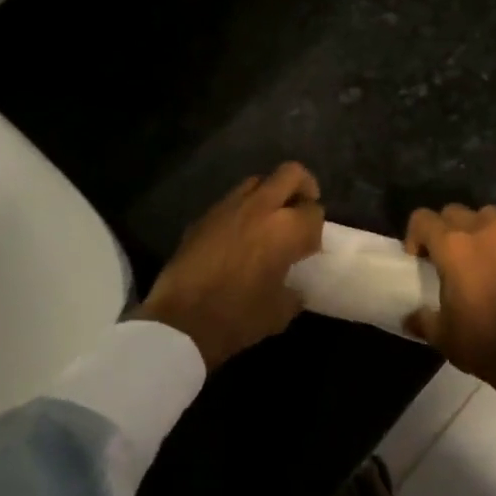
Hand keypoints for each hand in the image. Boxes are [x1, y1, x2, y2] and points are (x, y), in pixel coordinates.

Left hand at [138, 163, 324, 372]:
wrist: (180, 321)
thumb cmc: (238, 317)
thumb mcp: (280, 312)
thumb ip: (294, 292)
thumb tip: (294, 289)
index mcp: (286, 228)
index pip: (314, 211)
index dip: (315, 228)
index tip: (309, 247)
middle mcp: (260, 207)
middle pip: (290, 174)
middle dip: (302, 187)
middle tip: (301, 210)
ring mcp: (228, 207)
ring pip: (257, 181)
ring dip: (269, 195)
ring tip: (268, 221)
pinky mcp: (203, 217)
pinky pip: (230, 201)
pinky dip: (242, 211)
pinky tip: (238, 237)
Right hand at [404, 204, 495, 403]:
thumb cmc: (482, 341)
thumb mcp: (442, 335)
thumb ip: (422, 319)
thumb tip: (411, 317)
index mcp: (453, 246)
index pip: (423, 219)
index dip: (414, 235)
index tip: (418, 259)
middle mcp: (482, 231)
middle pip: (454, 212)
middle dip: (444, 229)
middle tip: (444, 257)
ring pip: (486, 215)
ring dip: (475, 228)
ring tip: (476, 255)